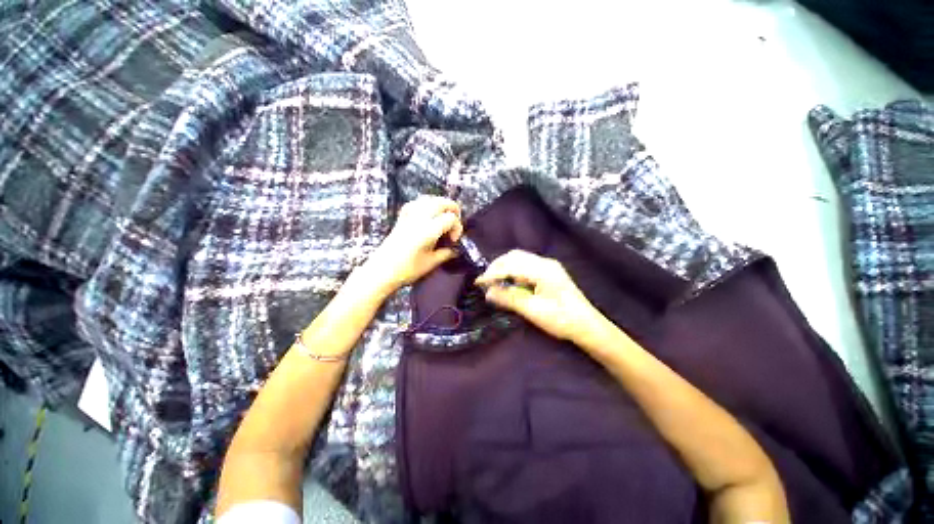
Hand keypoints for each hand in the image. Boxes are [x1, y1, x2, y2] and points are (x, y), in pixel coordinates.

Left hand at [360, 196, 462, 294]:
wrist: (382, 271)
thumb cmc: (407, 269)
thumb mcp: (431, 263)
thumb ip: (446, 253)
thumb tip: (455, 250)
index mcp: (429, 230)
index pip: (451, 218)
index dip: (457, 227)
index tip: (453, 240)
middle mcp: (420, 218)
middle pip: (441, 202)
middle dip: (453, 210)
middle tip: (454, 224)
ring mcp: (409, 216)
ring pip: (429, 199)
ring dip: (440, 205)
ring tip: (443, 217)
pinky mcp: (401, 218)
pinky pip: (416, 203)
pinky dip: (425, 204)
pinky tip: (427, 214)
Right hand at [475, 250, 602, 344]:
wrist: (588, 326)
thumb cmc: (562, 320)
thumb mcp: (533, 311)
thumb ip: (509, 299)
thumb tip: (488, 292)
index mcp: (543, 270)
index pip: (511, 265)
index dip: (493, 273)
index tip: (478, 282)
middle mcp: (545, 263)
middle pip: (515, 257)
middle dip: (497, 266)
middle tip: (485, 281)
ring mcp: (548, 266)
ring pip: (520, 260)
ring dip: (505, 268)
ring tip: (494, 281)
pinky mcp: (549, 273)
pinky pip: (526, 266)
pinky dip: (513, 272)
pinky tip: (509, 282)